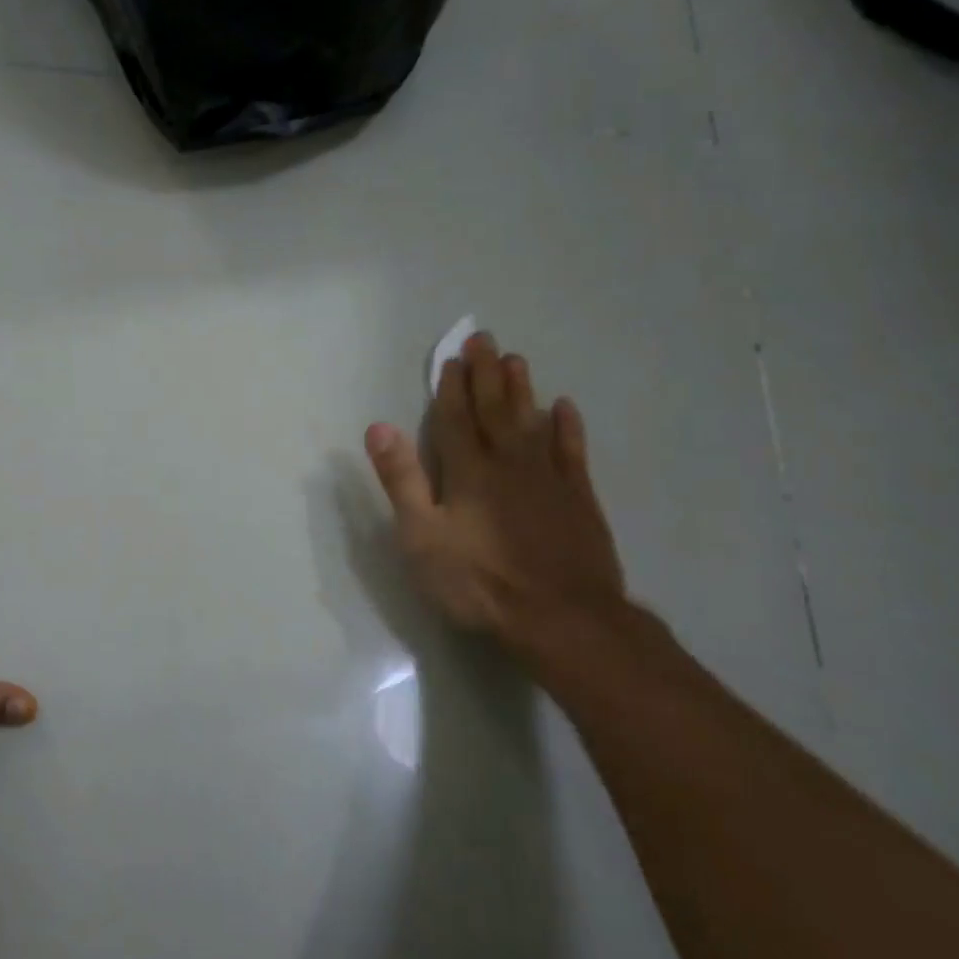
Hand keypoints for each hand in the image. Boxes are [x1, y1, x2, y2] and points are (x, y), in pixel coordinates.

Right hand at [365, 335, 626, 648]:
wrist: (563, 619)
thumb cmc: (480, 582)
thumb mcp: (422, 537)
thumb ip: (401, 480)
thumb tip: (379, 426)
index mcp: (468, 471)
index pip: (456, 419)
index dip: (452, 387)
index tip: (452, 357)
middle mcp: (508, 463)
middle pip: (494, 410)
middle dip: (486, 374)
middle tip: (484, 339)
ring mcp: (548, 479)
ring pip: (532, 422)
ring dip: (522, 390)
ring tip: (517, 360)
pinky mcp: (579, 499)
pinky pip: (572, 452)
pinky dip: (567, 427)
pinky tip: (564, 408)